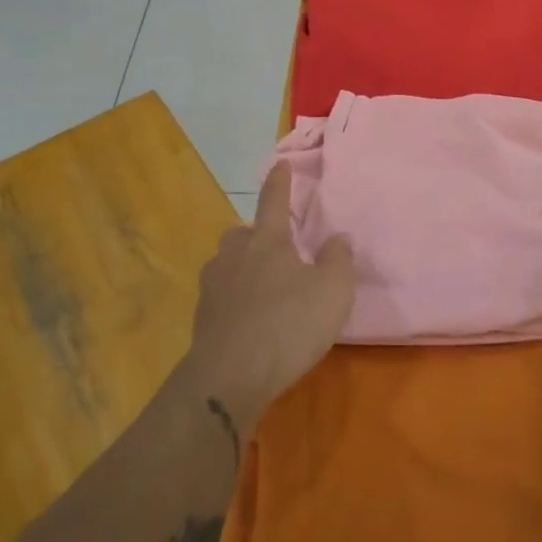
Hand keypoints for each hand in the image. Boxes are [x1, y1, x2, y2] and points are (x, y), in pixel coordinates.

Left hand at [185, 162, 355, 424]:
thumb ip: (338, 259)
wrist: (230, 378)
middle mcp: (235, 255)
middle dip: (257, 234)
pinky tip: (249, 318)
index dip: (280, 181)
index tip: (280, 163)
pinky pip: (221, 296)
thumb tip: (338, 237)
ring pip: (228, 264)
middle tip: (277, 249)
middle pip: (243, 233)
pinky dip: (235, 299)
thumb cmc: (288, 324)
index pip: (274, 201)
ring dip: (243, 267)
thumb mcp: (333, 291)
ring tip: (264, 286)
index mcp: (268, 241)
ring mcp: (213, 287)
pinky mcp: (202, 319)